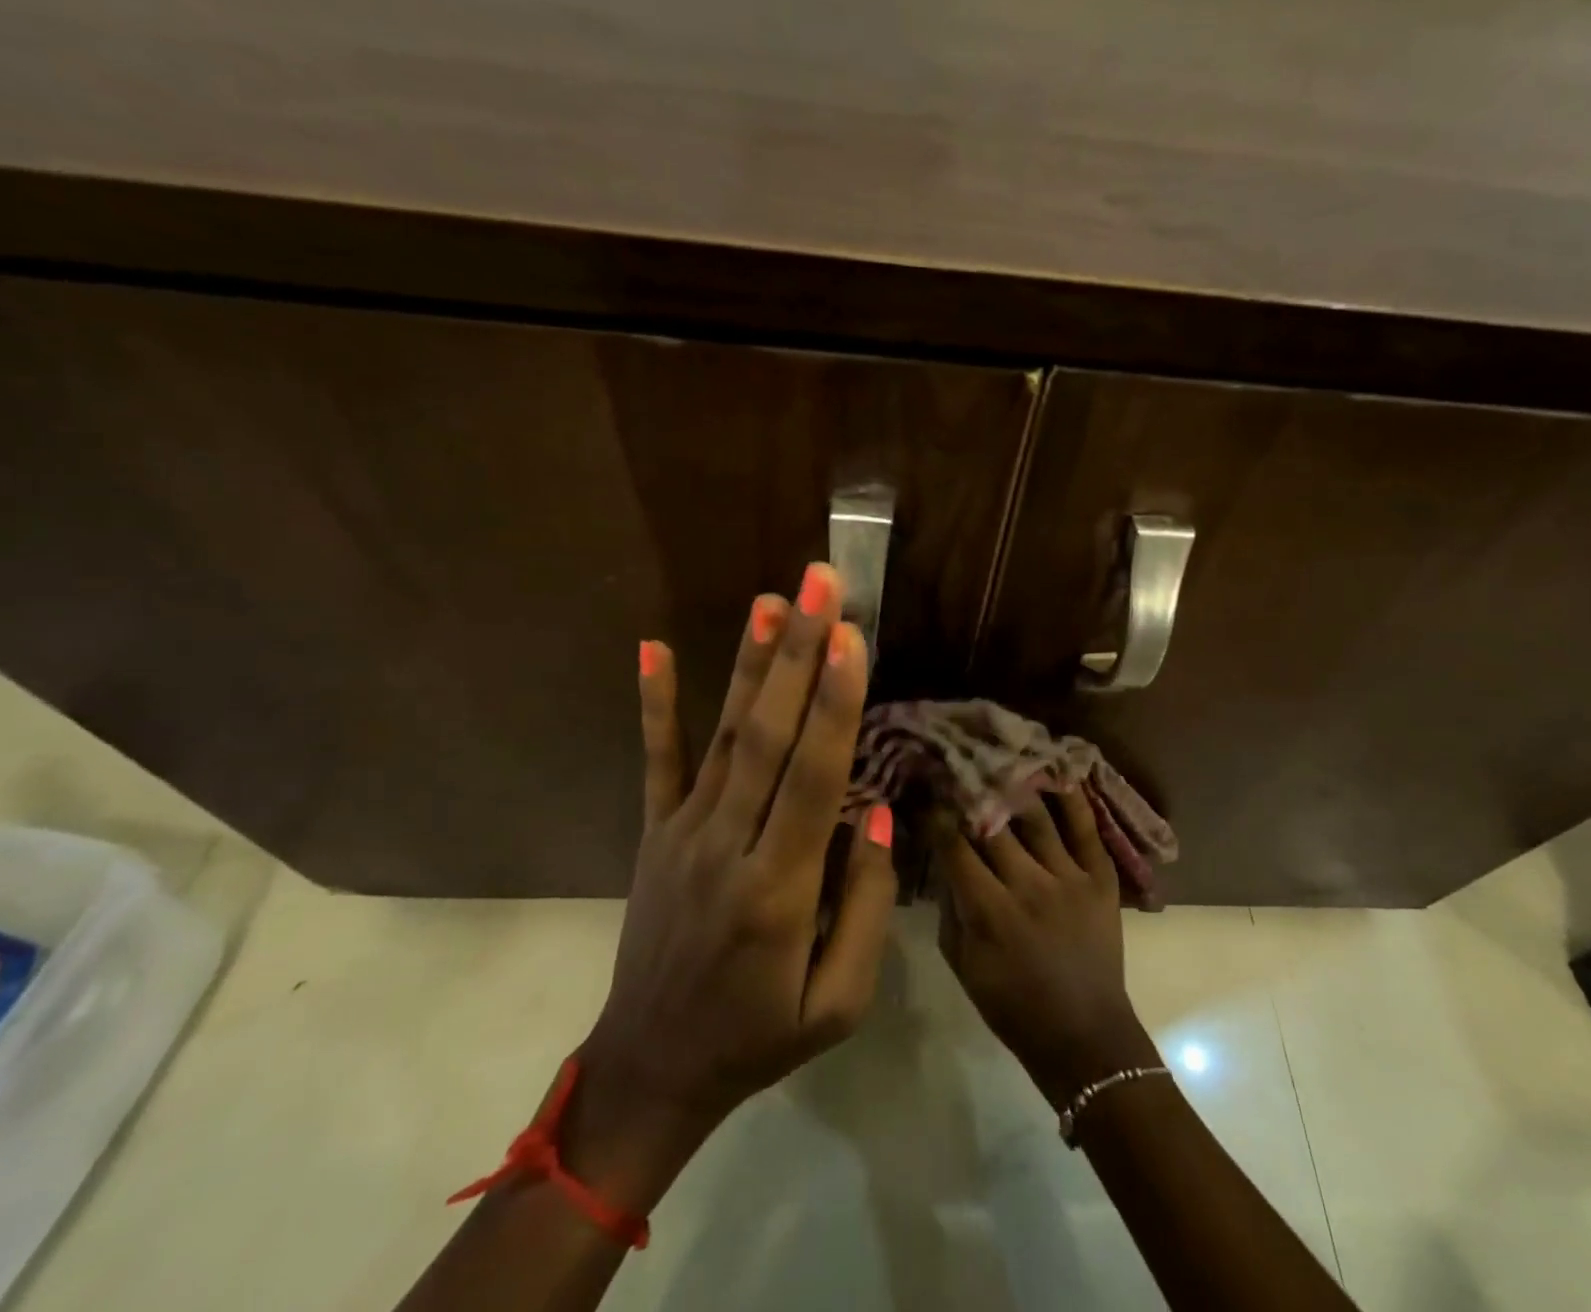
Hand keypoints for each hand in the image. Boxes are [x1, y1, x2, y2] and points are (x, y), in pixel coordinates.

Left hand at [567, 564, 896, 1211]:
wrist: (651, 1072)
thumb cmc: (759, 1039)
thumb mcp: (838, 1003)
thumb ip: (865, 904)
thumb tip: (875, 807)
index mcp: (778, 890)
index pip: (812, 776)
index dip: (834, 702)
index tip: (850, 636)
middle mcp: (727, 845)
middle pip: (769, 735)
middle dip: (798, 652)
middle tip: (819, 584)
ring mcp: (683, 832)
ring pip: (724, 734)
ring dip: (750, 662)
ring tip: (770, 598)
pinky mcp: (655, 833)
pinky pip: (657, 759)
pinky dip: (655, 701)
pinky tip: (652, 646)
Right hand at [936, 790, 1158, 1108]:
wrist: (1085, 1036)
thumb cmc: (1013, 1006)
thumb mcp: (963, 964)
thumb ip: (950, 908)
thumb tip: (942, 859)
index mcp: (990, 911)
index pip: (954, 846)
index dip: (936, 815)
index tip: (925, 791)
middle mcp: (1029, 885)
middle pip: (993, 823)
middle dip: (970, 791)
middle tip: (956, 764)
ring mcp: (1069, 877)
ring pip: (1036, 816)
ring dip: (1014, 785)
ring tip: (998, 758)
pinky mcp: (1101, 878)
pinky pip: (1086, 828)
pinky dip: (1072, 798)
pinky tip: (1056, 772)